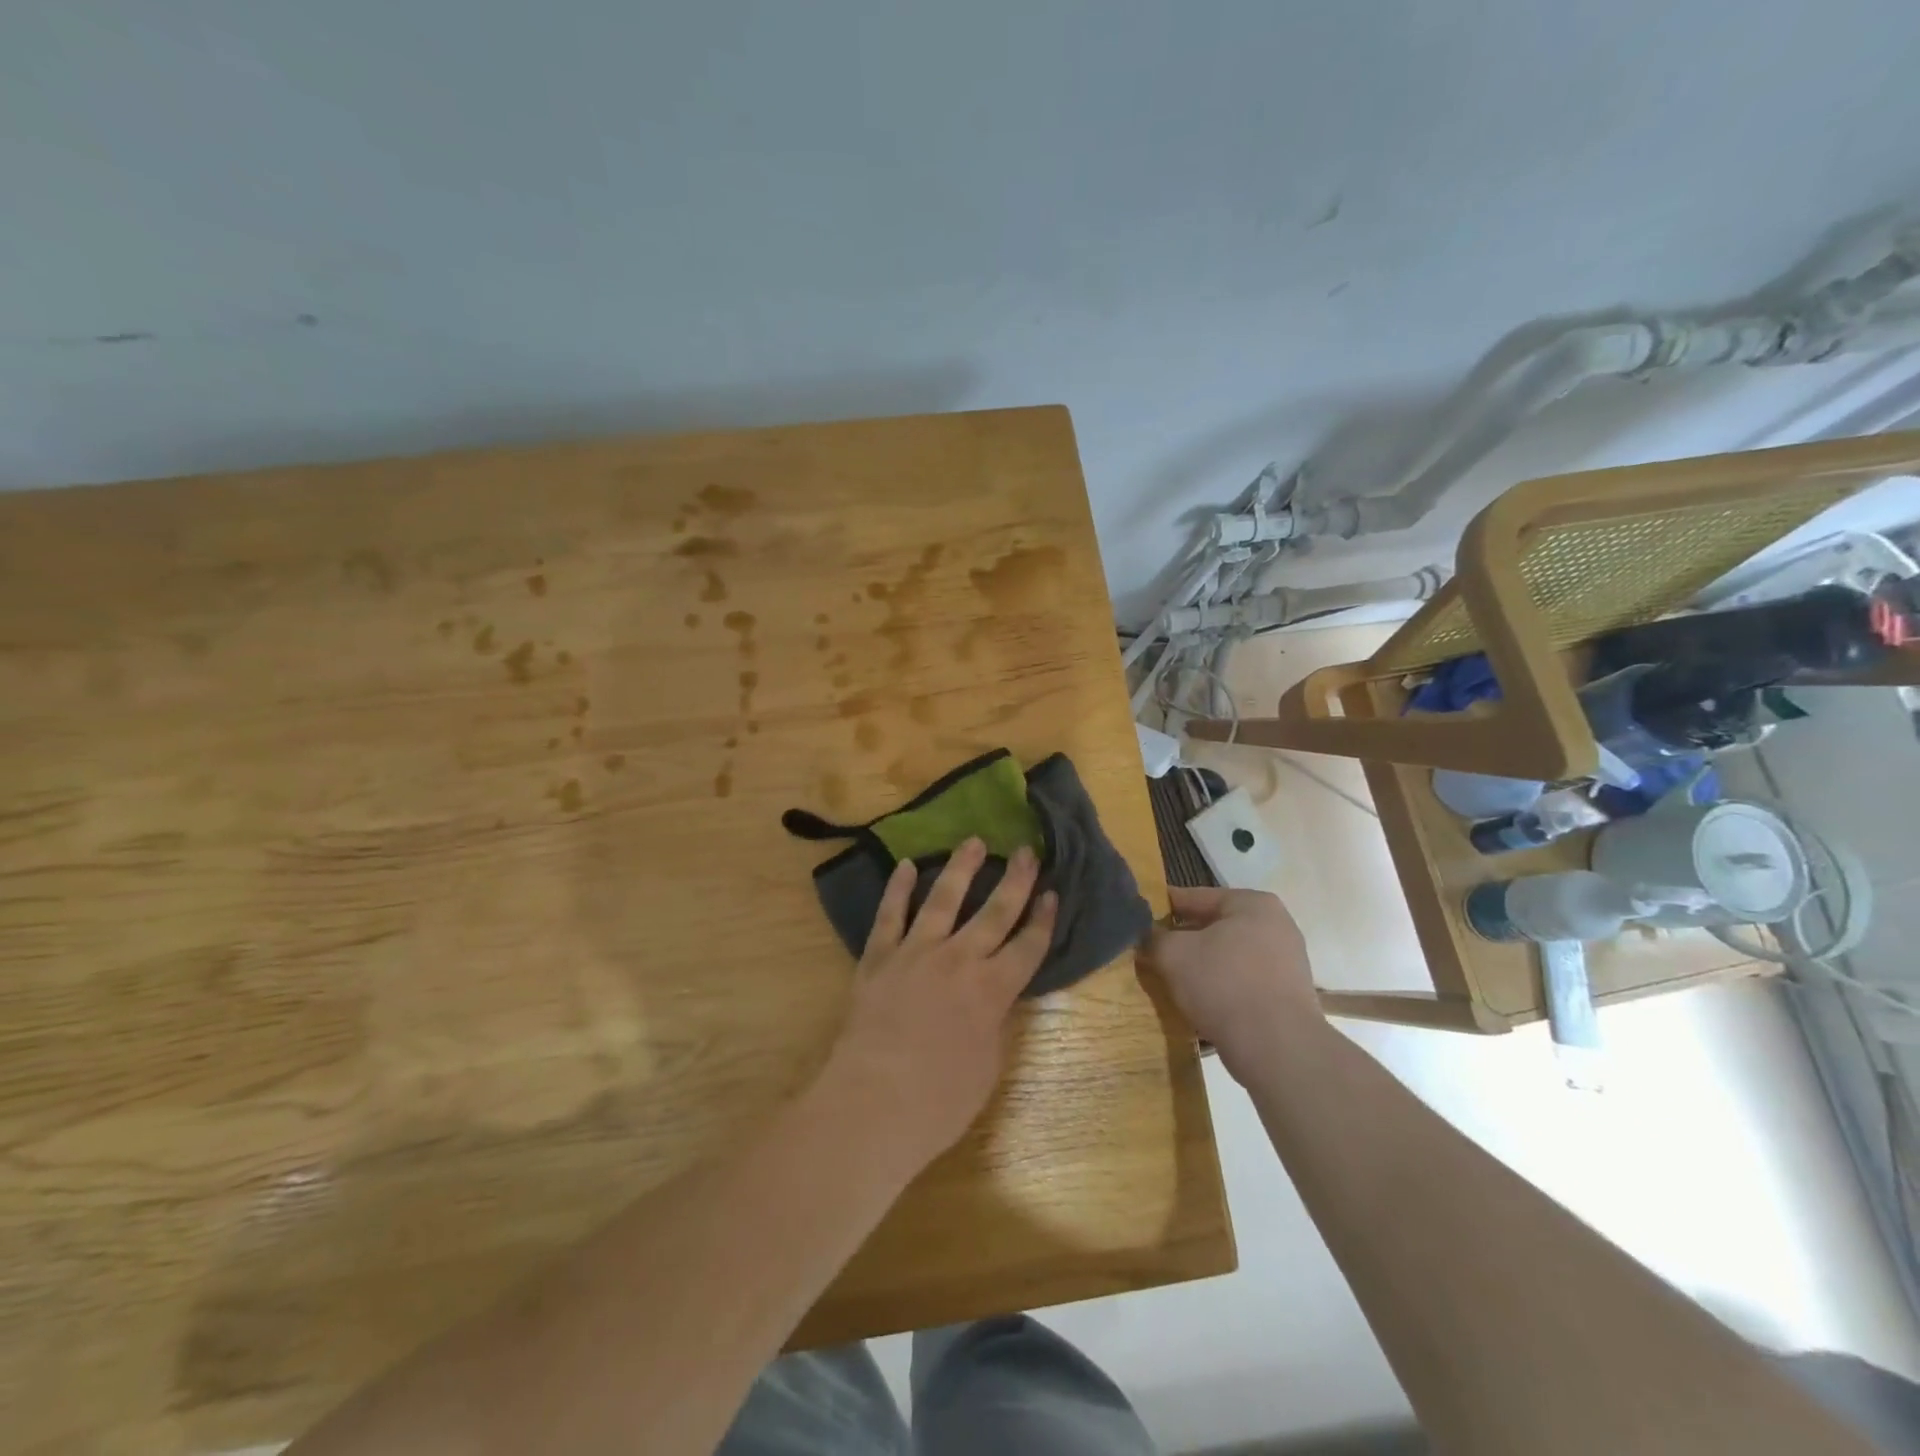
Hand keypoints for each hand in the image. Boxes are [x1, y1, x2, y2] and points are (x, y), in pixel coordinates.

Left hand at [814, 839, 1057, 1176]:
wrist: (873, 1102)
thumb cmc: (939, 1101)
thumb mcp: (987, 1067)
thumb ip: (995, 1023)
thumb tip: (997, 998)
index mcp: (992, 990)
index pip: (1028, 946)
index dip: (1044, 920)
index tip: (1053, 893)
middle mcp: (959, 959)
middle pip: (994, 912)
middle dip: (1015, 880)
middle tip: (1025, 850)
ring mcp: (916, 952)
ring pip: (943, 899)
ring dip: (960, 868)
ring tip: (972, 842)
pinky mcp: (879, 957)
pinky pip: (890, 914)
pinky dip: (898, 888)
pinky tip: (906, 865)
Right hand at [1144, 886, 1320, 1081]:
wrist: (1277, 1048)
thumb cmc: (1224, 984)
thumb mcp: (1173, 954)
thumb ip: (1153, 937)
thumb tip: (1144, 935)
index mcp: (1252, 904)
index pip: (1195, 897)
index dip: (1162, 907)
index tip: (1138, 918)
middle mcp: (1276, 926)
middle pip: (1214, 927)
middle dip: (1182, 940)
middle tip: (1151, 951)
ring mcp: (1286, 963)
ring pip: (1227, 957)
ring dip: (1200, 965)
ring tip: (1170, 978)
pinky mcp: (1288, 997)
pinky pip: (1242, 982)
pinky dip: (1219, 988)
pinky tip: (1197, 1002)